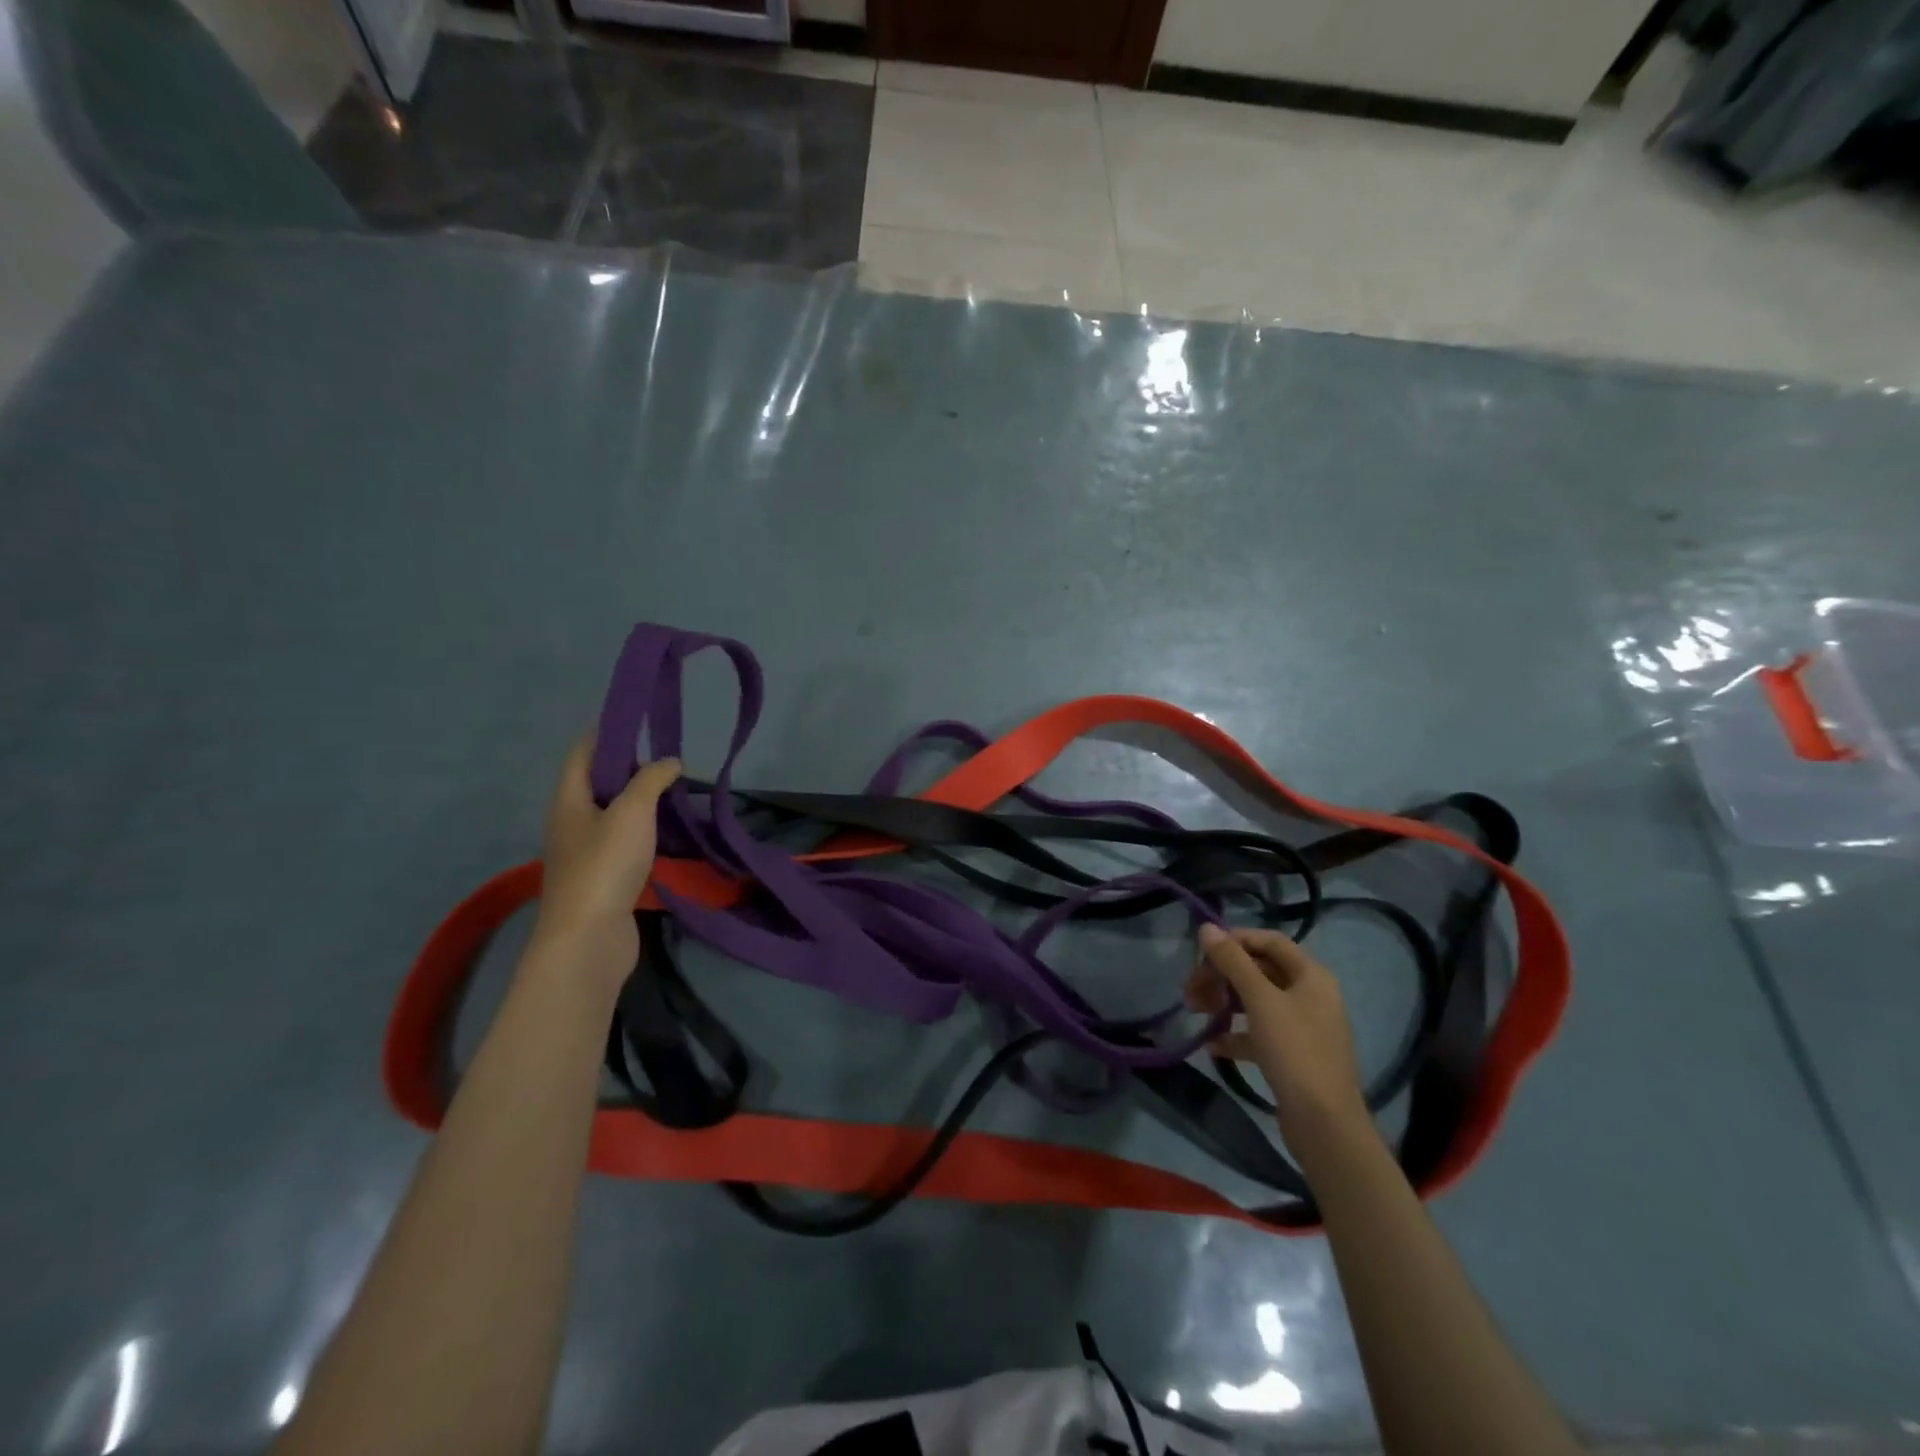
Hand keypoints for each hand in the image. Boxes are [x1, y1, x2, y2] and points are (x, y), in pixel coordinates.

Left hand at [532, 736, 681, 982]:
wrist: (588, 939)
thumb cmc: (605, 865)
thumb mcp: (632, 811)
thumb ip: (651, 780)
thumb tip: (670, 761)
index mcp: (569, 800)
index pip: (583, 753)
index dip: (607, 732)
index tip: (639, 718)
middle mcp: (571, 822)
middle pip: (599, 783)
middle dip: (631, 767)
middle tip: (669, 759)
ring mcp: (585, 853)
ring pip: (614, 815)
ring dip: (642, 802)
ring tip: (676, 792)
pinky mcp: (603, 878)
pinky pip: (624, 842)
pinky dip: (646, 832)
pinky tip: (670, 833)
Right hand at [1188, 925, 1370, 1153]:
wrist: (1325, 1124)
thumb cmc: (1294, 1051)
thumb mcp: (1260, 1000)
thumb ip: (1232, 961)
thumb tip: (1207, 927)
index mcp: (1311, 975)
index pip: (1269, 941)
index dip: (1235, 940)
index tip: (1202, 951)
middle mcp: (1310, 995)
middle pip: (1259, 971)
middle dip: (1222, 975)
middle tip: (1190, 987)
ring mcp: (1302, 1027)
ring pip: (1256, 1001)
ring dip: (1224, 1002)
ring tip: (1195, 1011)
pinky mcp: (1292, 1055)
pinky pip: (1258, 1032)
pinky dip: (1235, 1033)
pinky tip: (1211, 1043)